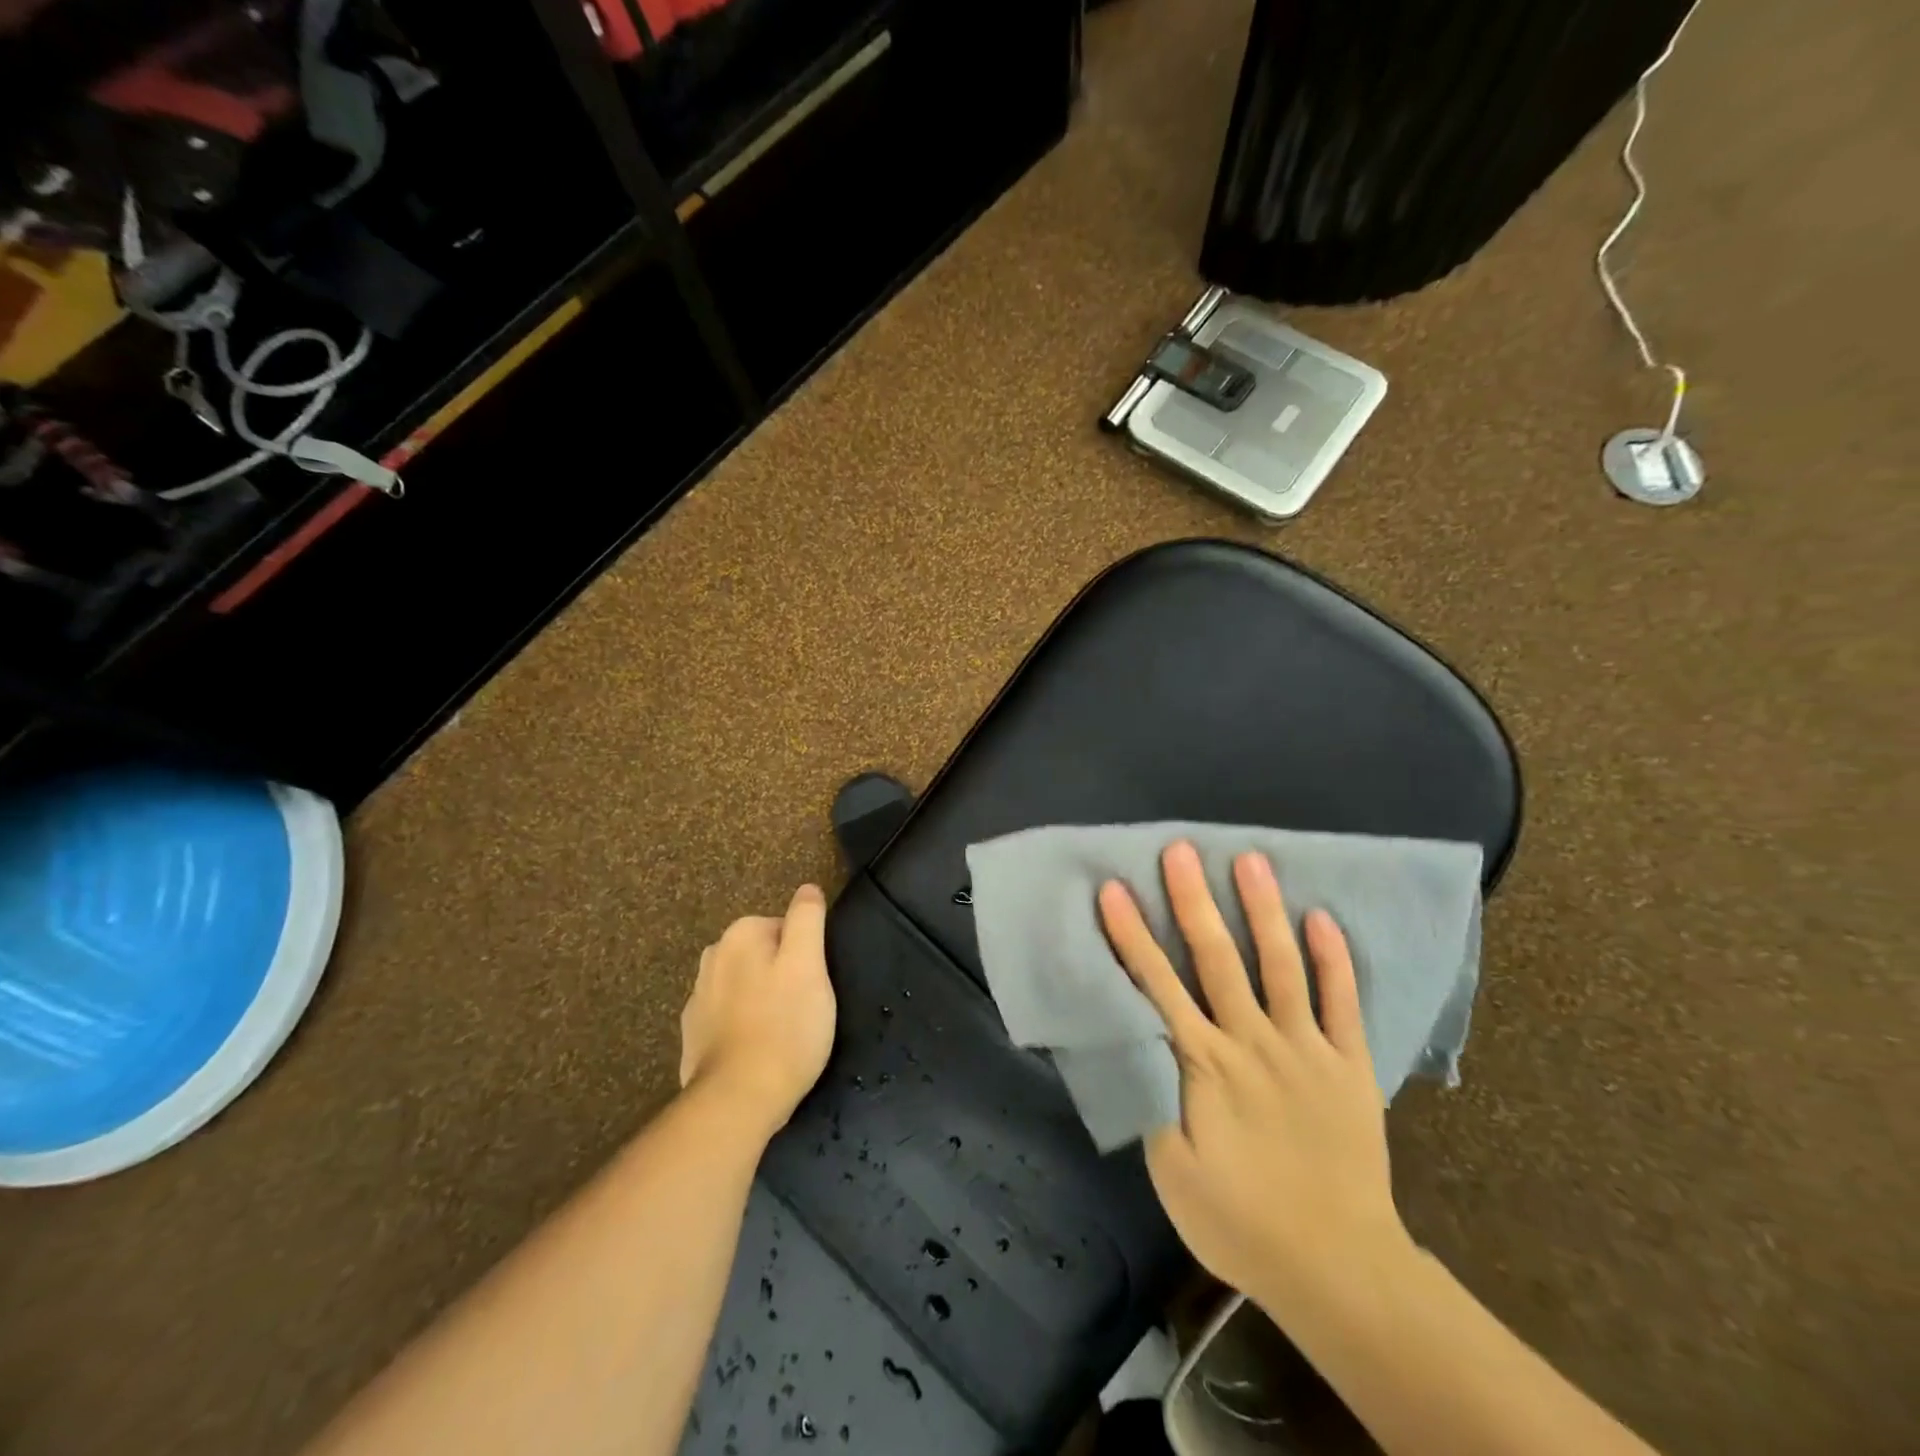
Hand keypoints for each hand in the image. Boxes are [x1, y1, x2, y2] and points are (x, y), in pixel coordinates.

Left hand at [679, 884, 836, 1139]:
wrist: (737, 1099)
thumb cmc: (784, 1026)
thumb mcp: (809, 964)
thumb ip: (807, 918)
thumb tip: (807, 888)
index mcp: (740, 935)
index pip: (786, 927)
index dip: (806, 955)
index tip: (813, 985)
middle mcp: (712, 957)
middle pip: (764, 955)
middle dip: (783, 975)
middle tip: (803, 1009)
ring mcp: (697, 998)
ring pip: (746, 986)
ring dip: (763, 1000)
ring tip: (783, 1034)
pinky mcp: (693, 1035)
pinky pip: (729, 1018)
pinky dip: (744, 1027)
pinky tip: (758, 1051)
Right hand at [1098, 842, 1412, 1318]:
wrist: (1337, 1268)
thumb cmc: (1238, 1220)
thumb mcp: (1171, 1169)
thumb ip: (1150, 1096)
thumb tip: (1129, 1037)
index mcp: (1202, 1065)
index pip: (1156, 986)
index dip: (1132, 936)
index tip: (1114, 889)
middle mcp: (1251, 1042)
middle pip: (1216, 959)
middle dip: (1193, 900)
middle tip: (1180, 850)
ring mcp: (1305, 1048)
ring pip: (1280, 965)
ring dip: (1263, 910)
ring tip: (1251, 860)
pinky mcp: (1348, 1065)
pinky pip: (1342, 1003)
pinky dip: (1334, 959)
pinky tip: (1322, 917)